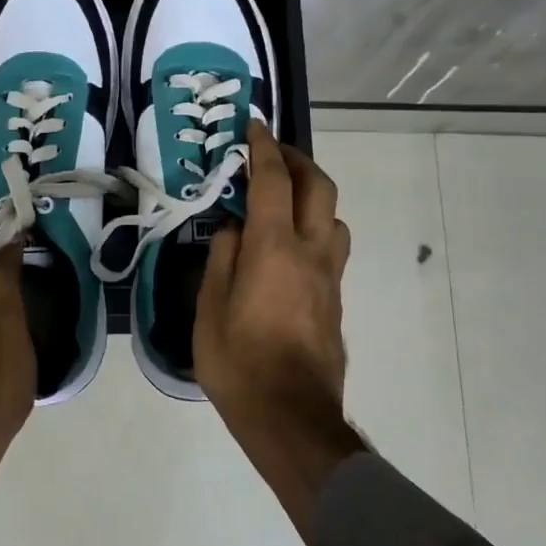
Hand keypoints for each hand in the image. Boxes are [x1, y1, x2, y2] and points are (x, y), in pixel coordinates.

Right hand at [195, 120, 363, 537]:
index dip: (264, 147)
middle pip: (319, 187)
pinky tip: (290, 244)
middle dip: (298, 160)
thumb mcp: (209, 309)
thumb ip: (222, 259)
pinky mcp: (336, 299)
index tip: (254, 126)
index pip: (273, 181)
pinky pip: (331, 245)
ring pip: (333, 216)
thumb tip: (234, 229)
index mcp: (274, 248)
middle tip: (274, 153)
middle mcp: (311, 252)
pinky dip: (315, 226)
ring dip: (313, 194)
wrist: (292, 418)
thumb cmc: (239, 363)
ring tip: (284, 199)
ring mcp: (329, 276)